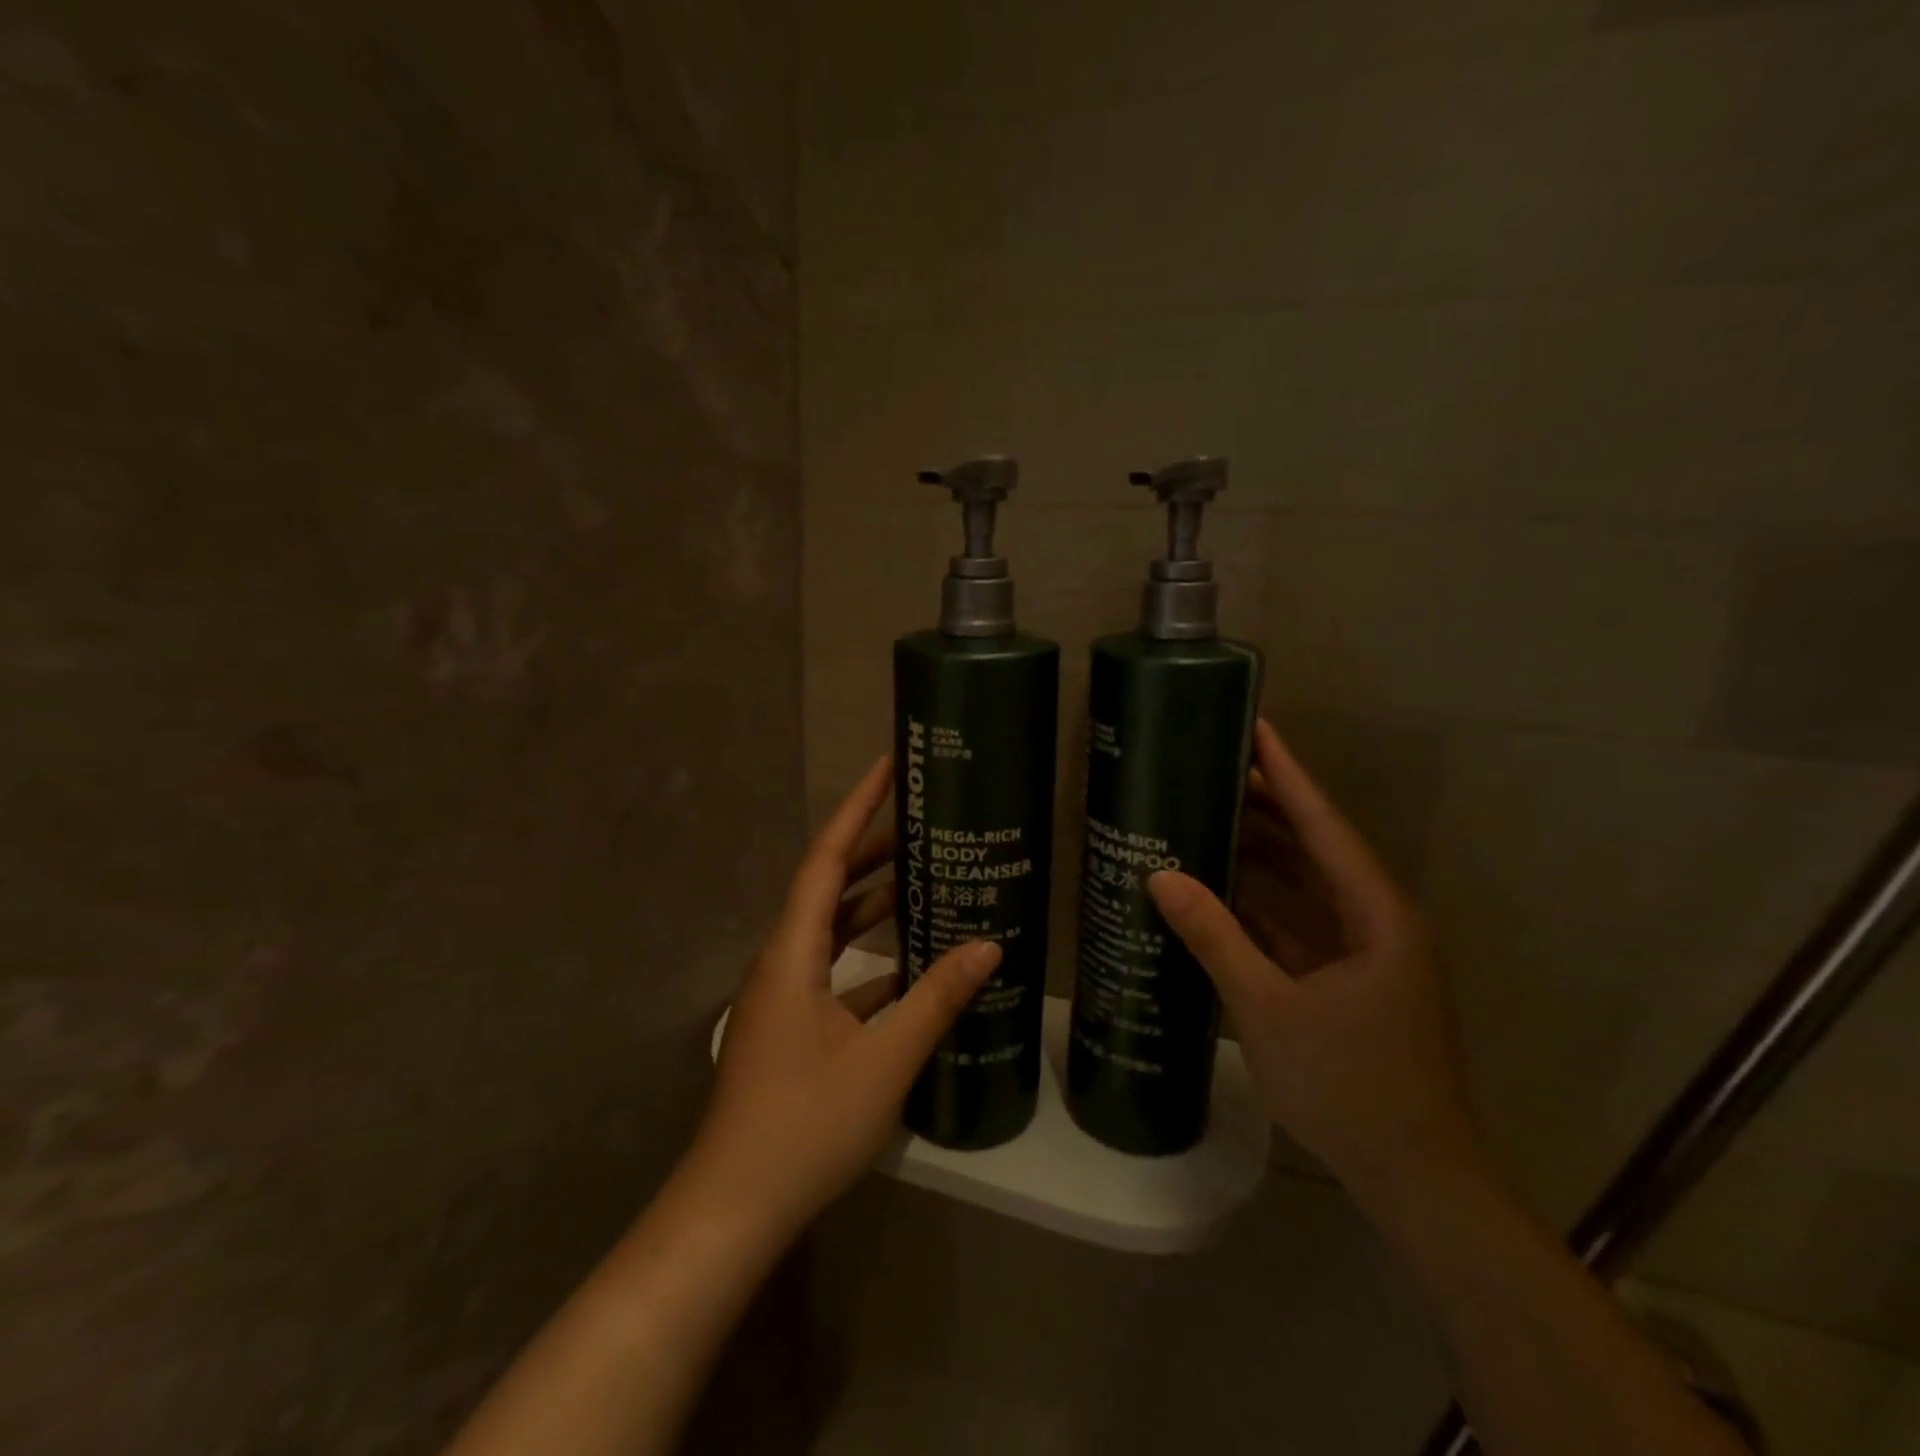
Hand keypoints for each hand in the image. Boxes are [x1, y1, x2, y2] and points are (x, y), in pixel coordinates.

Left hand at [685, 755, 1001, 1235]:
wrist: (733, 1209)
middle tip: (926, 824)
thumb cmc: (804, 1125)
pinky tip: (914, 967)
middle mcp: (783, 960)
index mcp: (793, 952)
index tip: (886, 768)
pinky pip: (835, 971)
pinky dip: (872, 958)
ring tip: (928, 881)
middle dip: (875, 851)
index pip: (826, 860)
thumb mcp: (884, 1060)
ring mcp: (784, 995)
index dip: (856, 809)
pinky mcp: (792, 1026)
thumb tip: (989, 945)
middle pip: (830, 887)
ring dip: (875, 905)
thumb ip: (937, 999)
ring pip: (833, 930)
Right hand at [1148, 720, 1482, 1205]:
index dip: (1289, 775)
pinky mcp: (1352, 982)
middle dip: (1268, 809)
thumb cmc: (1349, 1087)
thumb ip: (1215, 937)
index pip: (1324, 826)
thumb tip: (1162, 876)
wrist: (1416, 1180)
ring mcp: (1368, 954)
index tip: (1257, 728)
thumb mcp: (1268, 1008)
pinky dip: (1264, 906)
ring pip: (1308, 887)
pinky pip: (1303, 924)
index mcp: (1377, 916)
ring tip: (1209, 818)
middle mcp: (1379, 922)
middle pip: (1317, 848)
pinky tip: (1221, 892)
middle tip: (1214, 769)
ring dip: (1262, 857)